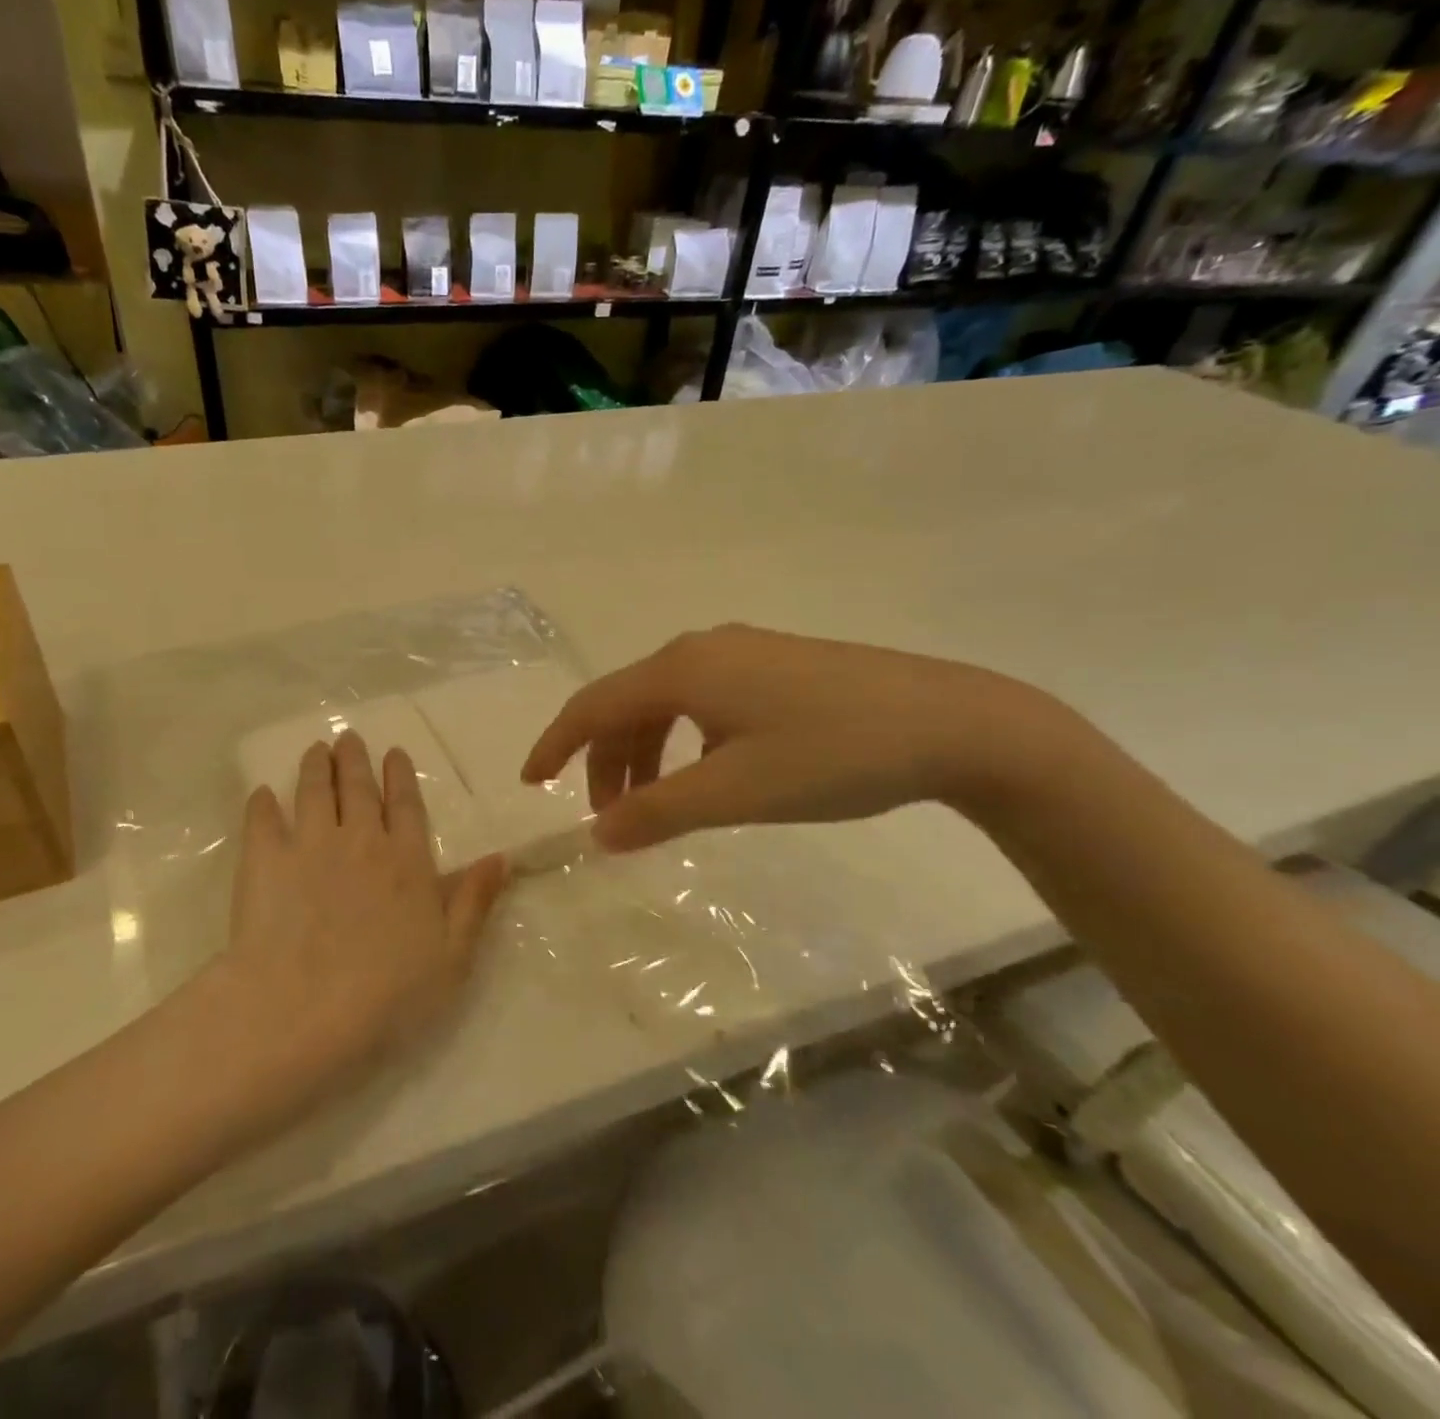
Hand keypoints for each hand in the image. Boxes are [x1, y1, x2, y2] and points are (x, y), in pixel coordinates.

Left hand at [222, 732, 508, 1078]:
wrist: (303, 1010)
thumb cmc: (387, 994)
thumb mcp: (451, 957)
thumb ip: (474, 902)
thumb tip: (500, 857)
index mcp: (407, 862)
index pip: (407, 806)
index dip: (401, 777)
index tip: (394, 752)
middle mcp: (361, 841)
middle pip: (359, 789)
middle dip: (356, 759)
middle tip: (349, 737)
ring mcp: (309, 846)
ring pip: (315, 792)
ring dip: (317, 767)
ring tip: (316, 749)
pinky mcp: (264, 861)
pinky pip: (262, 821)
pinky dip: (262, 804)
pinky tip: (263, 794)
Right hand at [521, 625, 1062, 850]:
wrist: (951, 721)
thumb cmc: (831, 755)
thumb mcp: (735, 792)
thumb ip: (657, 812)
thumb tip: (598, 833)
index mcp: (682, 670)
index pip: (592, 705)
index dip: (555, 745)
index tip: (531, 783)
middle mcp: (702, 649)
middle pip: (627, 704)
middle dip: (605, 761)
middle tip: (608, 820)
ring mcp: (743, 653)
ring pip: (666, 704)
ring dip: (645, 754)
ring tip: (655, 807)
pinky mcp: (775, 667)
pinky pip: (702, 703)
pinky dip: (683, 743)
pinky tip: (706, 774)